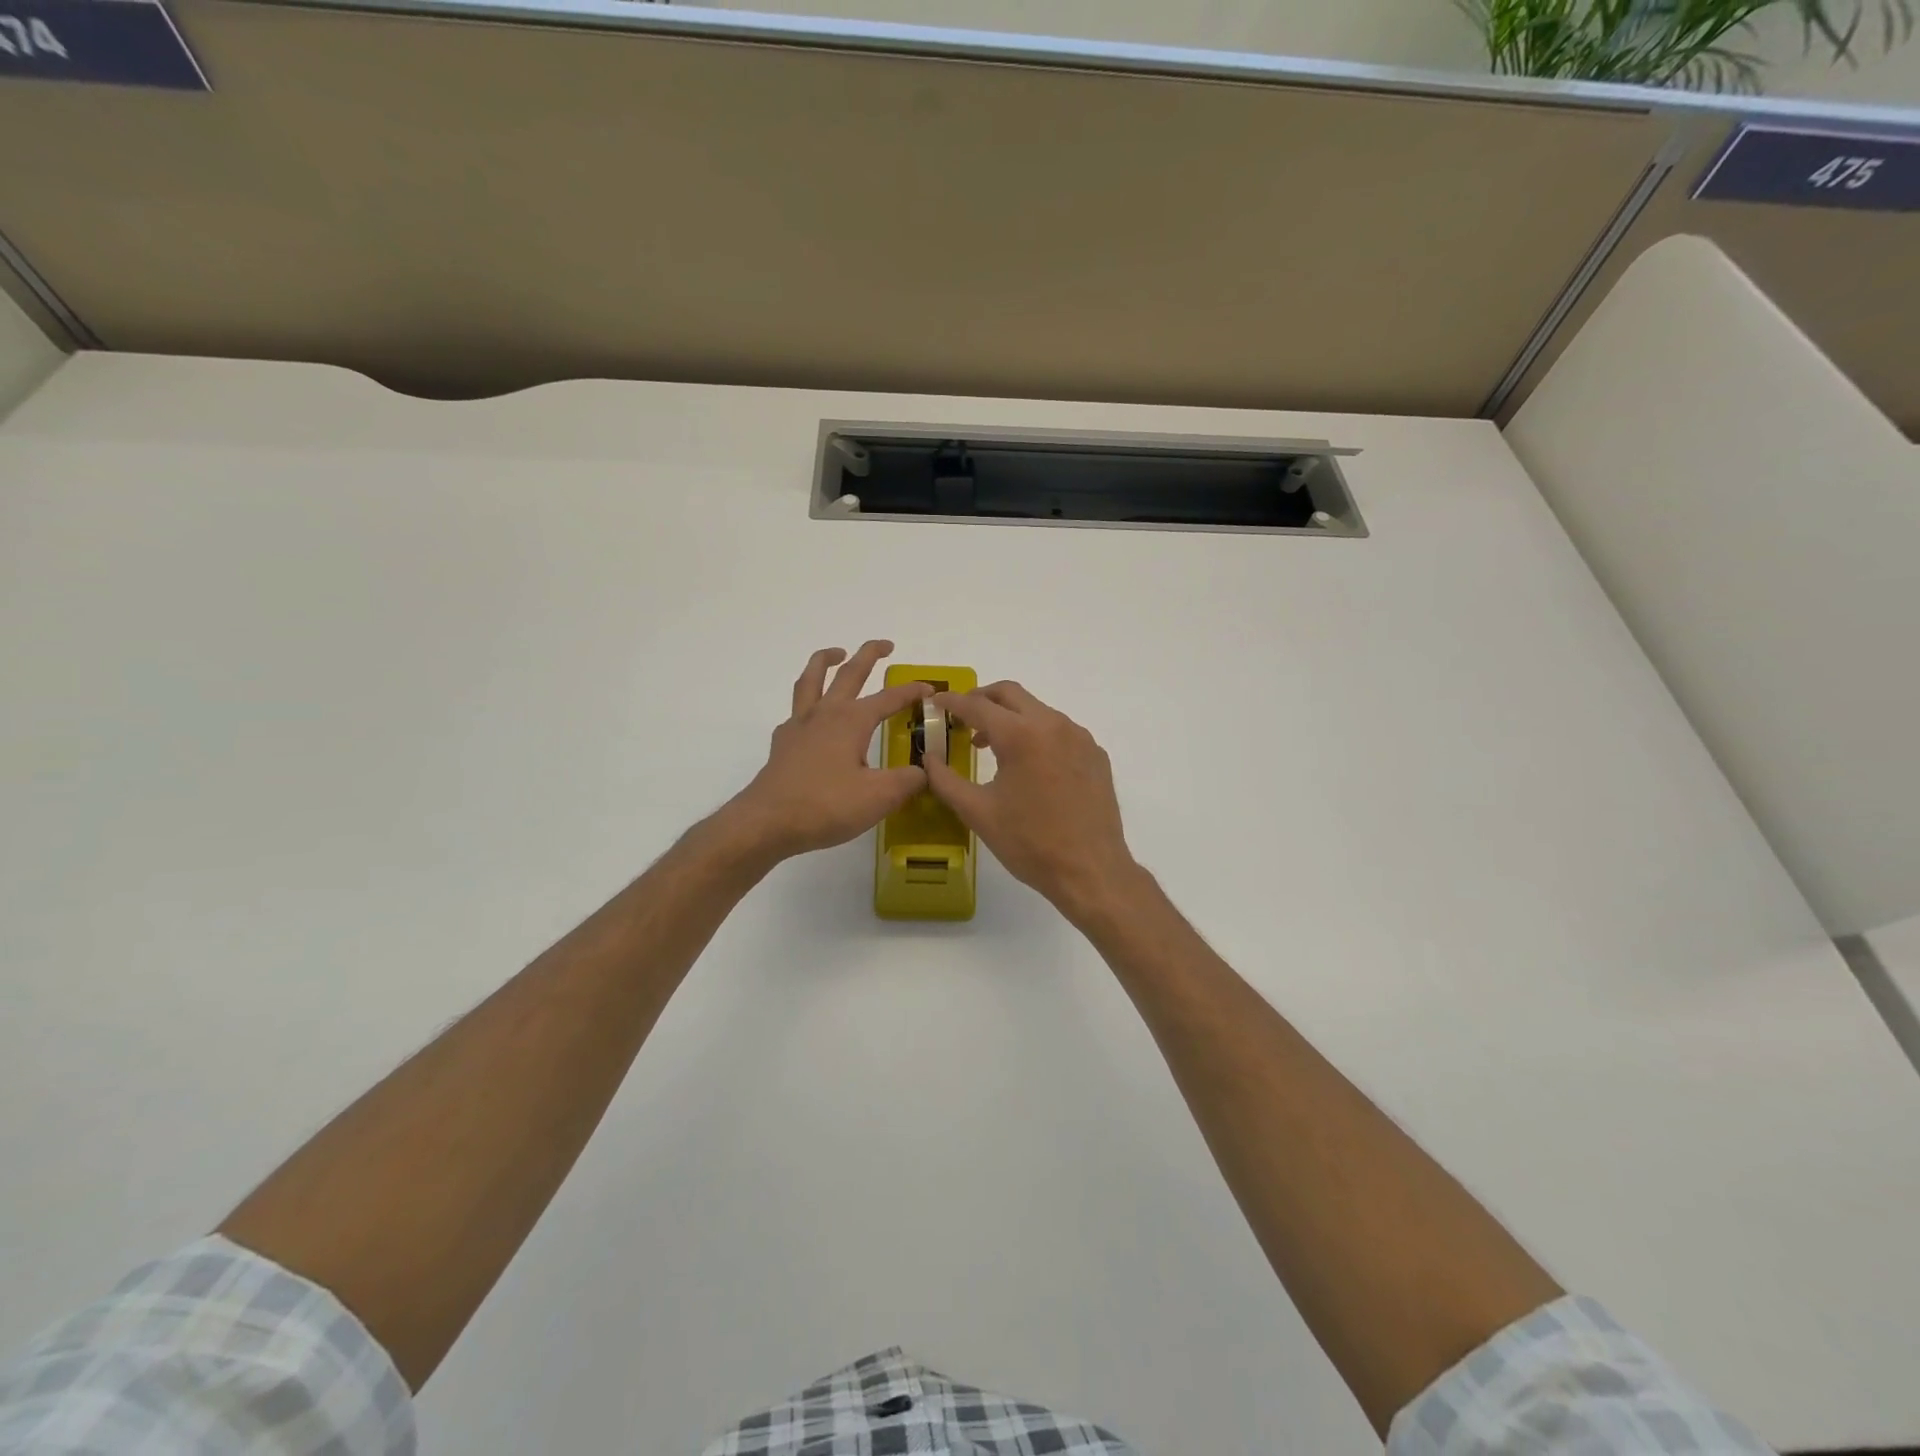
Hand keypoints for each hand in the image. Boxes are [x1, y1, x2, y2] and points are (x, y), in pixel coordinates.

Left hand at [722, 641, 931, 863]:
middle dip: (869, 654)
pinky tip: (813, 715)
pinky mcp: (783, 743)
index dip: (911, 692)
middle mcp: (825, 713)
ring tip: (836, 653)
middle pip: (849, 673)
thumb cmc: (826, 805)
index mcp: (852, 720)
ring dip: (826, 661)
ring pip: (812, 679)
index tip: (930, 689)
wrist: (767, 822)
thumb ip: (908, 781)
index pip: (889, 698)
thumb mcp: (879, 797)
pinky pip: (796, 710)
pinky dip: (808, 701)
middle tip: (885, 645)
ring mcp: (799, 726)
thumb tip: (925, 771)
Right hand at [924, 681, 1140, 918]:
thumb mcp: (978, 813)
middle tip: (962, 716)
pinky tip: (1029, 765)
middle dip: (982, 698)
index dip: (952, 702)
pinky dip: (1036, 735)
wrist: (1091, 871)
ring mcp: (1079, 738)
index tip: (935, 703)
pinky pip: (1060, 731)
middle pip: (1011, 694)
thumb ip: (946, 780)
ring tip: (991, 745)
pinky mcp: (1095, 754)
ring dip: (1010, 717)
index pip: (977, 706)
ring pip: (1037, 710)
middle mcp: (1053, 725)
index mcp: (1021, 735)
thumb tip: (929, 759)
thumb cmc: (1029, 843)